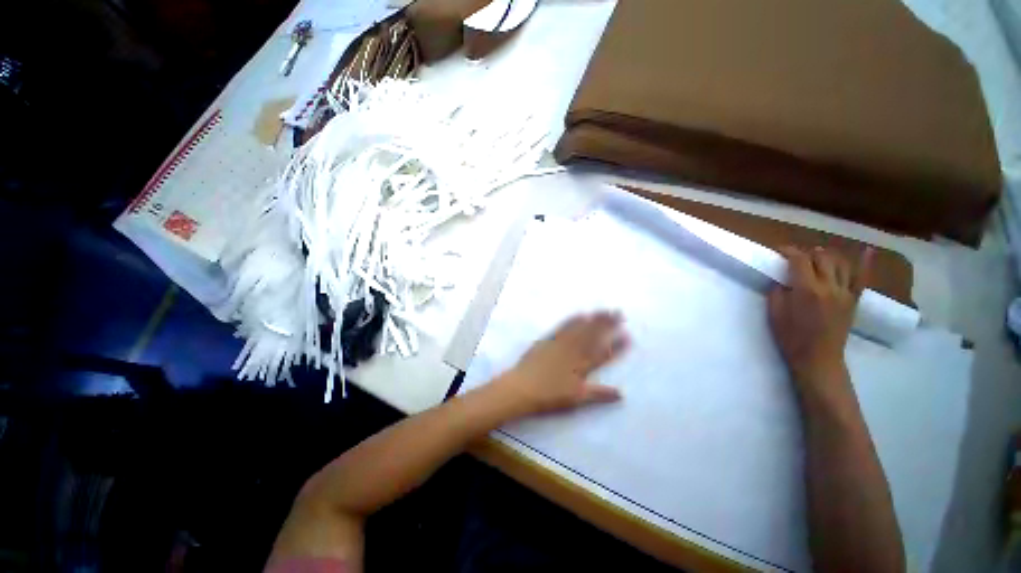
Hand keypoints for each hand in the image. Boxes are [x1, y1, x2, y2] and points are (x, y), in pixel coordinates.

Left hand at [493, 312, 629, 415]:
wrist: (522, 387)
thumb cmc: (549, 396)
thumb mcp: (576, 399)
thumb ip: (599, 394)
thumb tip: (622, 393)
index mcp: (582, 366)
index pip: (603, 354)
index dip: (616, 345)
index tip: (628, 335)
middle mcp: (574, 351)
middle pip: (593, 336)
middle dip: (607, 324)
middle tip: (619, 313)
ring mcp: (560, 343)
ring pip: (580, 329)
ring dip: (593, 319)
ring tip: (605, 310)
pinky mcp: (548, 340)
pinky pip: (563, 327)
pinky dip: (573, 320)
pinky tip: (580, 314)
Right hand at [768, 246, 871, 385]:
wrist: (818, 358)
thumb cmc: (791, 337)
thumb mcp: (775, 314)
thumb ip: (777, 292)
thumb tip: (781, 280)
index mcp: (807, 290)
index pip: (799, 260)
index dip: (789, 251)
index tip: (779, 250)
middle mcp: (829, 286)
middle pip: (822, 257)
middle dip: (807, 253)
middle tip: (794, 258)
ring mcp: (846, 292)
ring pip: (840, 263)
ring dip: (827, 256)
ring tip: (817, 257)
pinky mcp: (854, 300)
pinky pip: (861, 277)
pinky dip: (865, 262)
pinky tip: (867, 250)